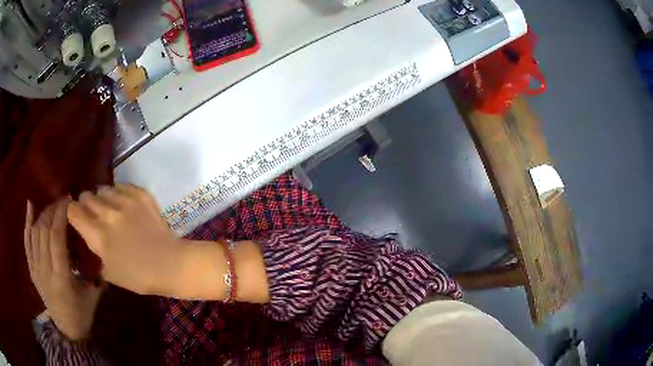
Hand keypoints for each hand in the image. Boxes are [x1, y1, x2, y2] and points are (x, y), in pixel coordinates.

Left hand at [24, 198, 102, 340]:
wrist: (66, 330)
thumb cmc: (81, 314)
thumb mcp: (92, 296)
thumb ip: (96, 273)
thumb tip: (104, 249)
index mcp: (61, 278)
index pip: (56, 237)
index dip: (61, 215)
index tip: (69, 201)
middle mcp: (45, 270)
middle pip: (44, 230)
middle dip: (53, 210)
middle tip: (64, 200)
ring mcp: (36, 268)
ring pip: (35, 232)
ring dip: (44, 214)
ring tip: (53, 205)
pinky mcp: (31, 268)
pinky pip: (26, 241)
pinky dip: (27, 222)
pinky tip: (30, 205)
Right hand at [67, 184, 185, 295]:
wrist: (169, 264)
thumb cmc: (138, 276)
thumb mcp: (109, 272)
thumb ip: (95, 251)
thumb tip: (89, 236)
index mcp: (97, 234)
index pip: (74, 211)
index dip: (72, 212)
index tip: (75, 215)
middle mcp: (108, 213)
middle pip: (87, 196)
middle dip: (86, 203)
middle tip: (91, 212)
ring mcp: (125, 201)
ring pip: (103, 189)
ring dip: (102, 197)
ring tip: (108, 207)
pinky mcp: (141, 195)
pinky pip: (122, 186)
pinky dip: (119, 193)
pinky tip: (123, 203)